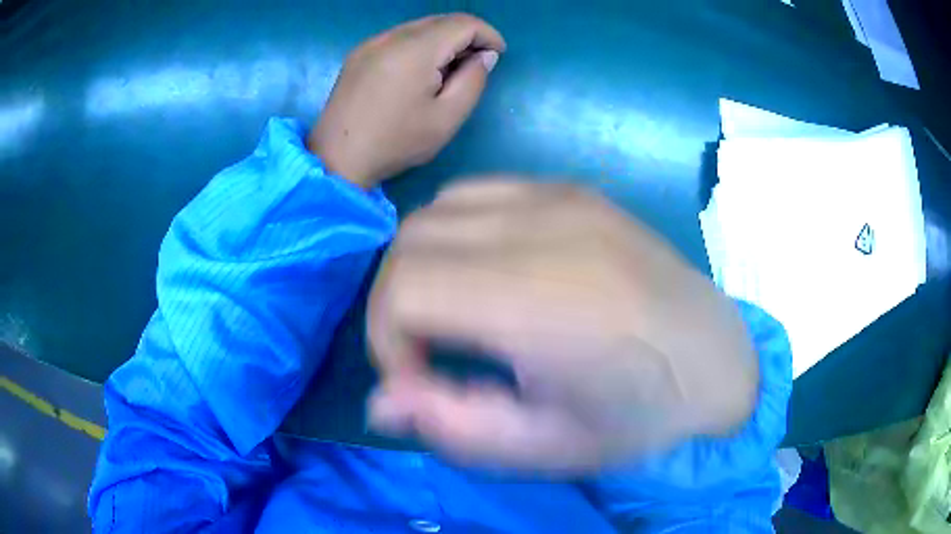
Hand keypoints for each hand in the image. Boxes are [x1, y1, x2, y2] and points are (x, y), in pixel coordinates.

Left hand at [308, 15, 505, 188]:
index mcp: (415, 50)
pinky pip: (399, 36)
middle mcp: (392, 36)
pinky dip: (420, 44)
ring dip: (443, 39)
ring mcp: (371, 43)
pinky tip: (420, 69)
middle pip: (441, 20)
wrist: (336, 159)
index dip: (488, 34)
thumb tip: (484, 55)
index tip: (498, 54)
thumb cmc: (395, 142)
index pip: (463, 23)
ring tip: (450, 68)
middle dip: (467, 35)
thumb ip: (473, 80)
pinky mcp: (359, 53)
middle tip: (476, 63)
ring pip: (419, 26)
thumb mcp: (447, 118)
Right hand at [367, 180, 759, 474]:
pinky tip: (487, 272)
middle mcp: (547, 227)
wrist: (718, 360)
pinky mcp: (573, 189)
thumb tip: (379, 400)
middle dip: (395, 304)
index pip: (404, 288)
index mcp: (543, 300)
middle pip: (409, 242)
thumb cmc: (641, 418)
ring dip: (421, 264)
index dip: (386, 339)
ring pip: (436, 209)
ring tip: (455, 313)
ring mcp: (562, 196)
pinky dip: (456, 231)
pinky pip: (478, 193)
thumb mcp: (545, 449)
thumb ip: (453, 427)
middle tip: (429, 353)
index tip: (418, 380)